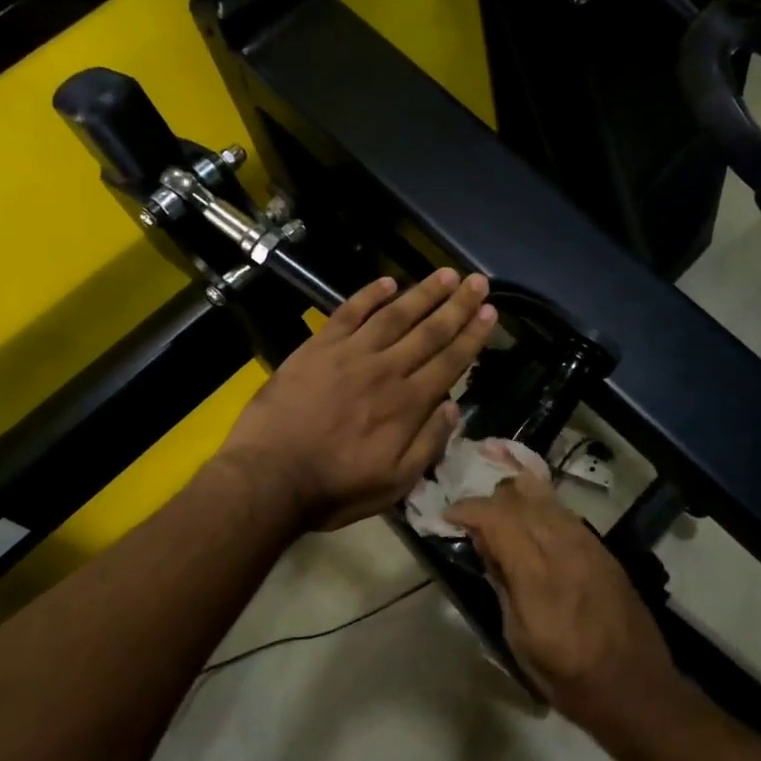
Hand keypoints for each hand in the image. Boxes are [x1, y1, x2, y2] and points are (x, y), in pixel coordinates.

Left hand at [217, 269, 496, 530]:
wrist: (269, 477)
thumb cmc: (335, 487)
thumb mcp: (395, 483)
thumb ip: (428, 444)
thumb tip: (454, 407)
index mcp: (408, 404)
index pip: (449, 361)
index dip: (473, 335)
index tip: (490, 312)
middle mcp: (386, 370)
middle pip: (429, 331)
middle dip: (458, 305)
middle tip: (479, 281)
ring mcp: (350, 354)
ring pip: (395, 315)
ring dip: (423, 293)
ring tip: (446, 273)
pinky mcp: (318, 348)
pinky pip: (349, 313)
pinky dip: (369, 295)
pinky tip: (388, 282)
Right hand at [447, 468, 683, 757]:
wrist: (637, 689)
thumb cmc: (569, 678)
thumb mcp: (519, 640)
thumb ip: (501, 584)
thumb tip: (484, 544)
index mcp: (538, 576)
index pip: (498, 518)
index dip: (468, 509)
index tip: (448, 516)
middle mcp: (564, 548)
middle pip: (520, 498)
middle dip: (489, 501)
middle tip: (470, 520)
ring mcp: (588, 544)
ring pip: (545, 498)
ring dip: (515, 499)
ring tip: (498, 517)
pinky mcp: (603, 549)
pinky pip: (564, 513)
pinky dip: (540, 509)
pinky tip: (531, 526)